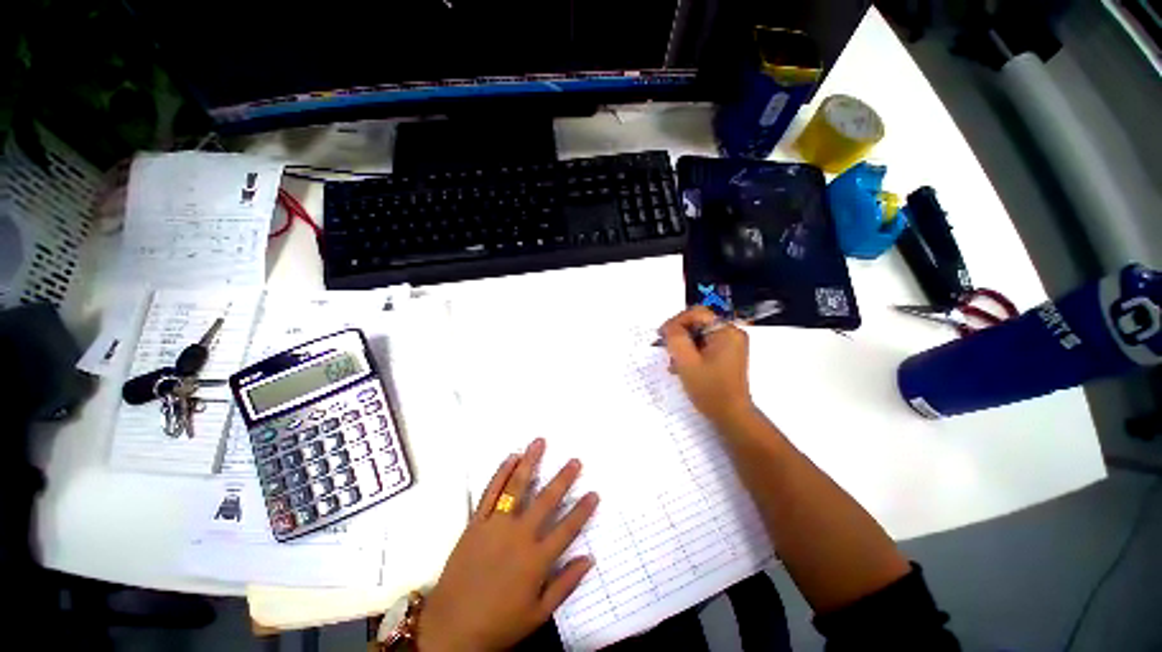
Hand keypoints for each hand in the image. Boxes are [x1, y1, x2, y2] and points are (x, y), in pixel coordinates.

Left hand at [417, 439, 598, 651]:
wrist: (451, 629)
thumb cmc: (498, 624)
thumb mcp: (537, 614)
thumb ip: (565, 585)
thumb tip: (589, 559)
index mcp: (537, 560)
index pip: (567, 529)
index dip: (583, 510)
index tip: (594, 493)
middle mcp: (519, 536)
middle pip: (546, 500)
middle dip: (563, 478)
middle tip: (575, 461)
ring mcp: (496, 526)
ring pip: (517, 487)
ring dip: (530, 463)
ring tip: (540, 442)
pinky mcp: (476, 523)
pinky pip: (490, 493)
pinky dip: (501, 473)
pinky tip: (511, 458)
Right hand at [659, 306, 754, 425]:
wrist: (731, 416)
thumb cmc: (710, 389)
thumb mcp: (686, 362)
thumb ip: (675, 339)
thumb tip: (669, 327)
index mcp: (726, 332)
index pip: (696, 313)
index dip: (676, 321)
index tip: (661, 335)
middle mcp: (731, 334)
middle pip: (698, 323)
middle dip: (679, 335)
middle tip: (666, 349)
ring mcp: (730, 345)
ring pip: (699, 335)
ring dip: (683, 345)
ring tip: (673, 361)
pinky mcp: (726, 355)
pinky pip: (704, 345)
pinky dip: (691, 352)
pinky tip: (681, 366)